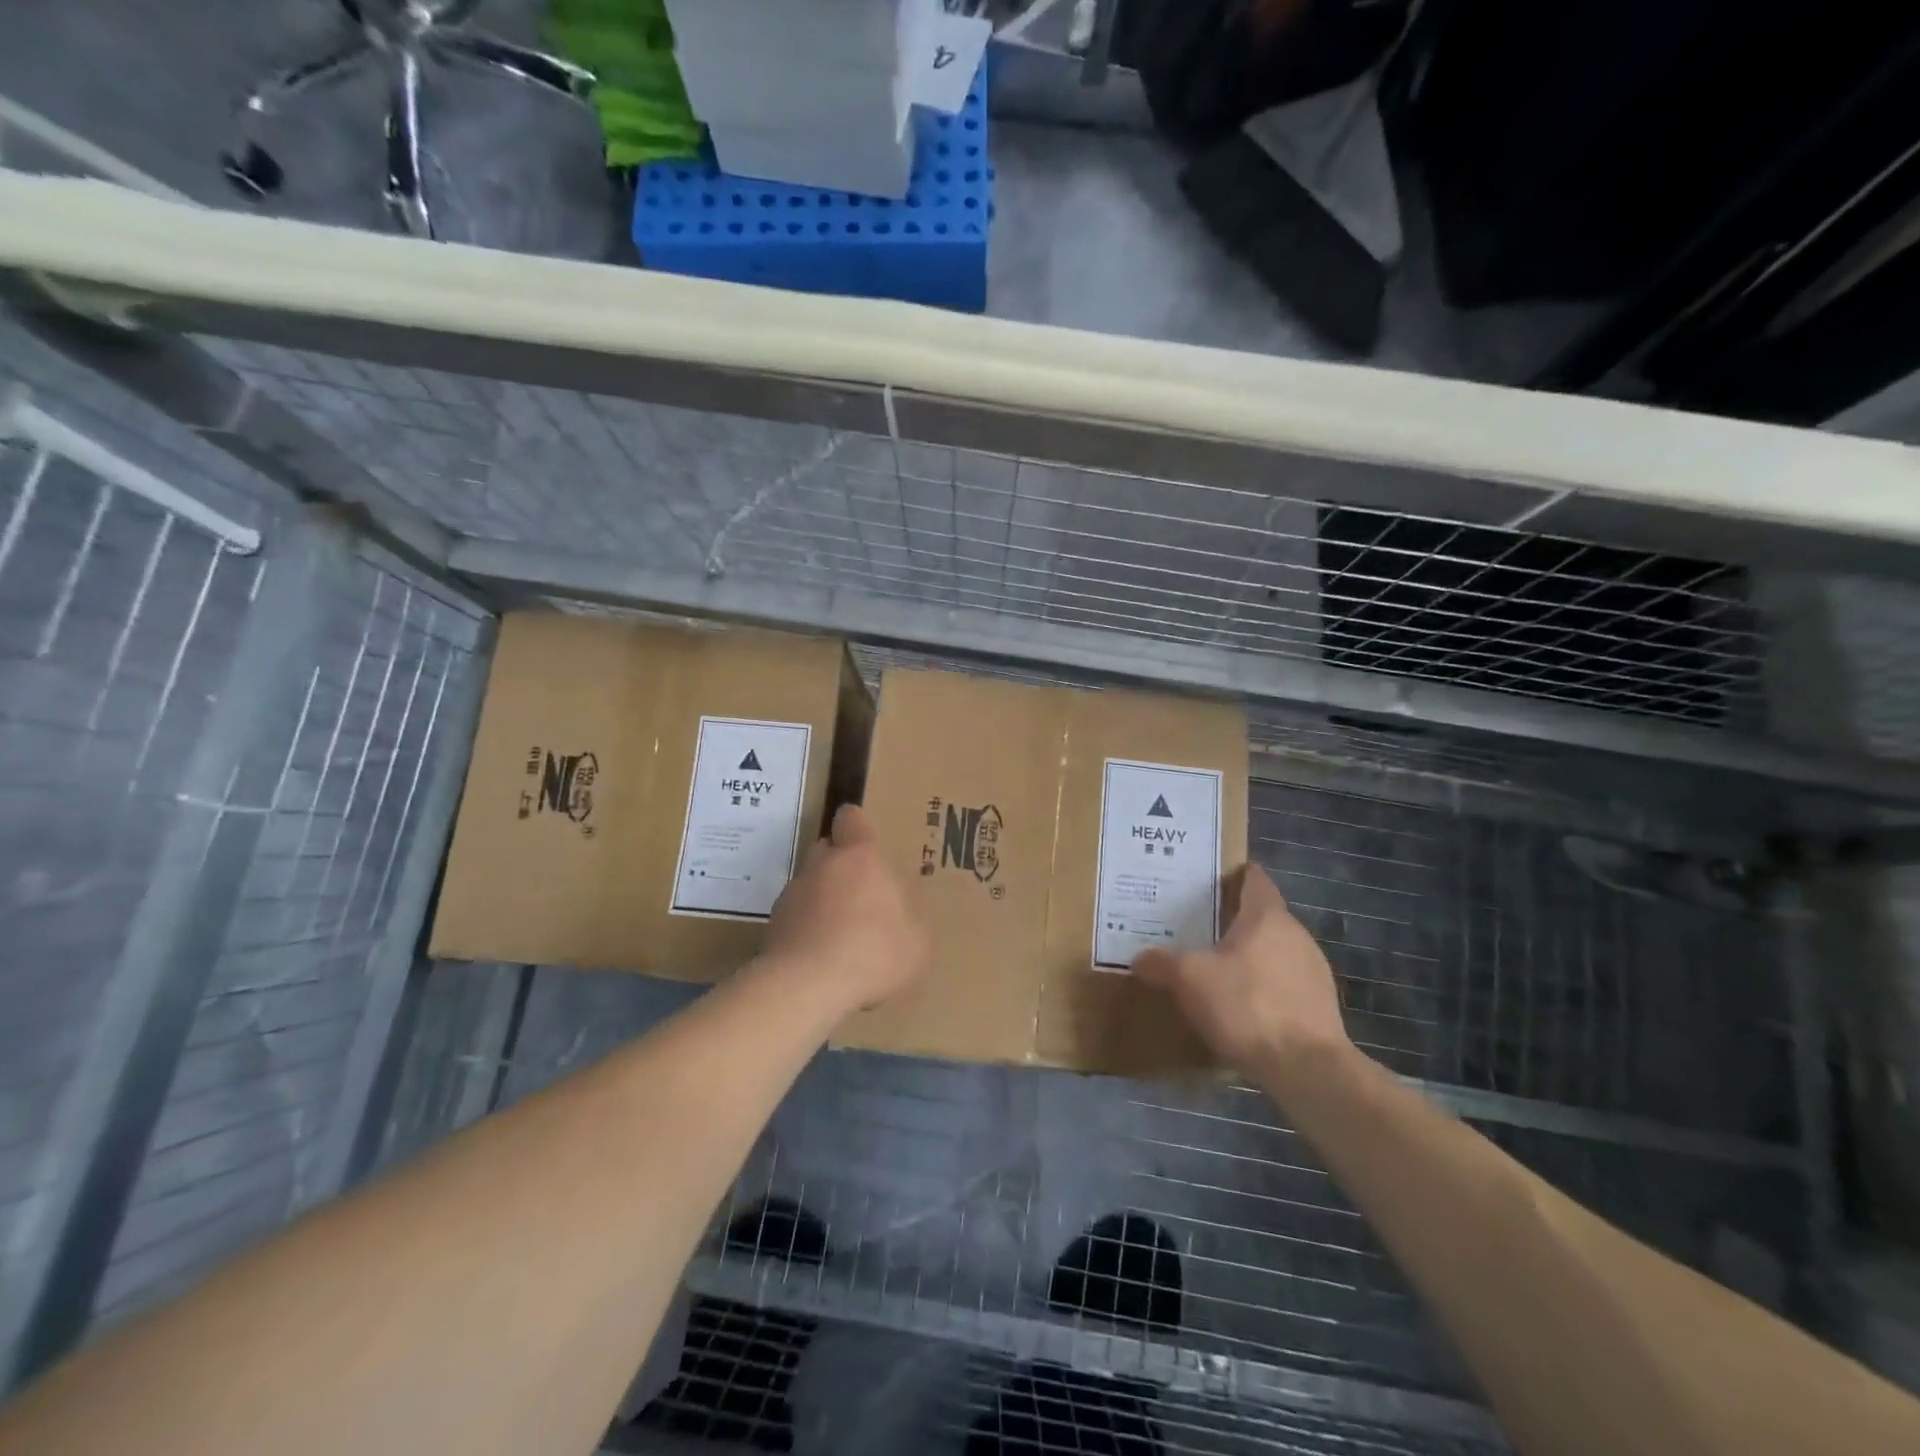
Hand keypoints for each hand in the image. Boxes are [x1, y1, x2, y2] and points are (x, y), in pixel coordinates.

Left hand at [763, 804, 930, 1016]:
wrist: (805, 987)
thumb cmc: (871, 951)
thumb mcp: (915, 944)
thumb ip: (910, 925)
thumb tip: (904, 926)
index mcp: (859, 858)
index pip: (851, 819)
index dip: (857, 825)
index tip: (865, 839)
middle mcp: (821, 866)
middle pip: (827, 849)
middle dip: (841, 865)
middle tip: (861, 894)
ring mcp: (791, 895)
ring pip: (809, 885)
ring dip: (822, 901)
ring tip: (842, 936)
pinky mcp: (772, 927)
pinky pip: (794, 919)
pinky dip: (806, 930)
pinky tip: (822, 959)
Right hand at [1133, 864, 1351, 1075]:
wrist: (1307, 1069)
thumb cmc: (1247, 1006)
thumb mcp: (1189, 980)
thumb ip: (1161, 963)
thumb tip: (1140, 958)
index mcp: (1267, 916)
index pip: (1255, 879)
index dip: (1234, 875)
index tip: (1210, 880)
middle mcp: (1296, 934)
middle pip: (1263, 916)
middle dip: (1234, 919)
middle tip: (1199, 927)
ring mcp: (1314, 970)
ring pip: (1275, 950)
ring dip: (1250, 955)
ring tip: (1217, 968)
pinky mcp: (1321, 1005)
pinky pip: (1285, 982)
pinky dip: (1264, 985)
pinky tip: (1243, 1006)